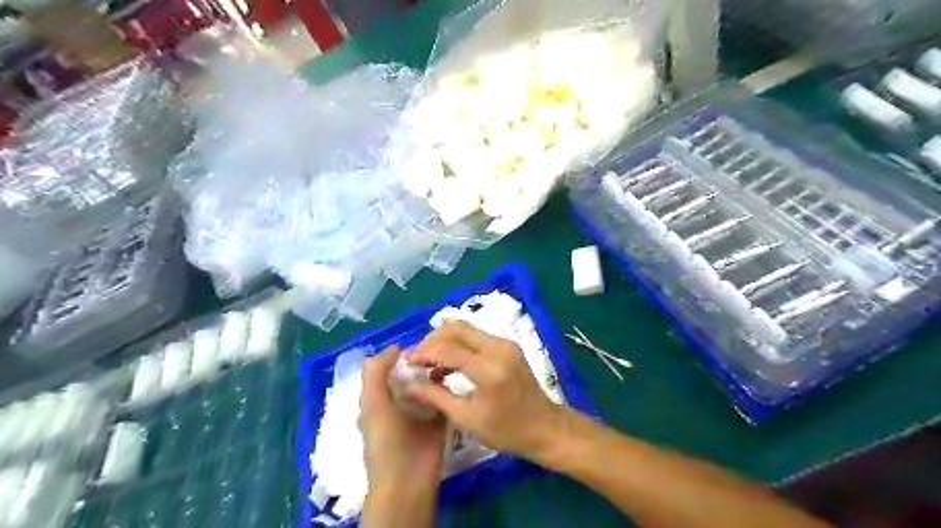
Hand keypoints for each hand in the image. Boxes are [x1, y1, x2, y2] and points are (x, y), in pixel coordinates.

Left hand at [362, 346, 447, 495]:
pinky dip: (448, 388)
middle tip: (438, 349)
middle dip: (421, 362)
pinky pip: (443, 399)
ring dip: (435, 373)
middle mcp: (398, 403)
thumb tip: (394, 347)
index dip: (398, 356)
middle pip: (409, 375)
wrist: (408, 479)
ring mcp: (419, 413)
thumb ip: (376, 374)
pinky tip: (457, 376)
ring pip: (427, 385)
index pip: (387, 369)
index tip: (417, 344)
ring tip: (449, 359)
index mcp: (378, 400)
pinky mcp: (437, 421)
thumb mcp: (373, 404)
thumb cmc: (386, 440)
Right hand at [407, 319, 564, 459]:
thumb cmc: (507, 430)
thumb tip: (407, 384)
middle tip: (416, 357)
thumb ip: (435, 396)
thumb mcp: (467, 418)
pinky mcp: (508, 345)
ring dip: (444, 339)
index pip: (448, 349)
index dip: (423, 353)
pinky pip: (476, 336)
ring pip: (466, 328)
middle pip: (456, 328)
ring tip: (428, 360)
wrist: (545, 427)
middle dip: (432, 339)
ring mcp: (505, 344)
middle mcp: (498, 348)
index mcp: (489, 369)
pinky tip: (447, 362)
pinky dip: (458, 343)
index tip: (406, 363)